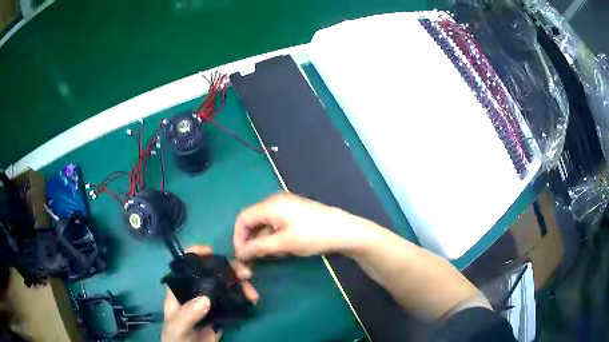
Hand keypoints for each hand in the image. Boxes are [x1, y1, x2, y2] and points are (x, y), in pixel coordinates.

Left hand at [161, 245, 258, 341]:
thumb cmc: (176, 338)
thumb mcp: (177, 327)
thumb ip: (187, 314)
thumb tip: (205, 299)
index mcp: (180, 291)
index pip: (185, 266)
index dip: (196, 254)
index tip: (212, 251)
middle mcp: (195, 292)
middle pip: (212, 274)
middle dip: (229, 270)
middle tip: (246, 274)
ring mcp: (209, 304)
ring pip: (226, 287)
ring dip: (240, 286)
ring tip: (253, 293)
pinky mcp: (221, 315)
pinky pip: (233, 303)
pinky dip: (243, 299)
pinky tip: (252, 300)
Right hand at [234, 192, 376, 259]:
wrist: (345, 231)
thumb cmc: (313, 236)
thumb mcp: (284, 243)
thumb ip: (258, 247)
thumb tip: (239, 253)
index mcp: (271, 204)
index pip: (243, 218)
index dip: (238, 237)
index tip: (241, 256)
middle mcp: (276, 202)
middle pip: (253, 221)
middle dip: (250, 240)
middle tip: (253, 260)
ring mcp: (286, 207)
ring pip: (264, 225)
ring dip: (262, 241)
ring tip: (269, 256)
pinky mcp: (295, 214)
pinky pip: (275, 225)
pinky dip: (273, 238)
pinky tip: (281, 250)